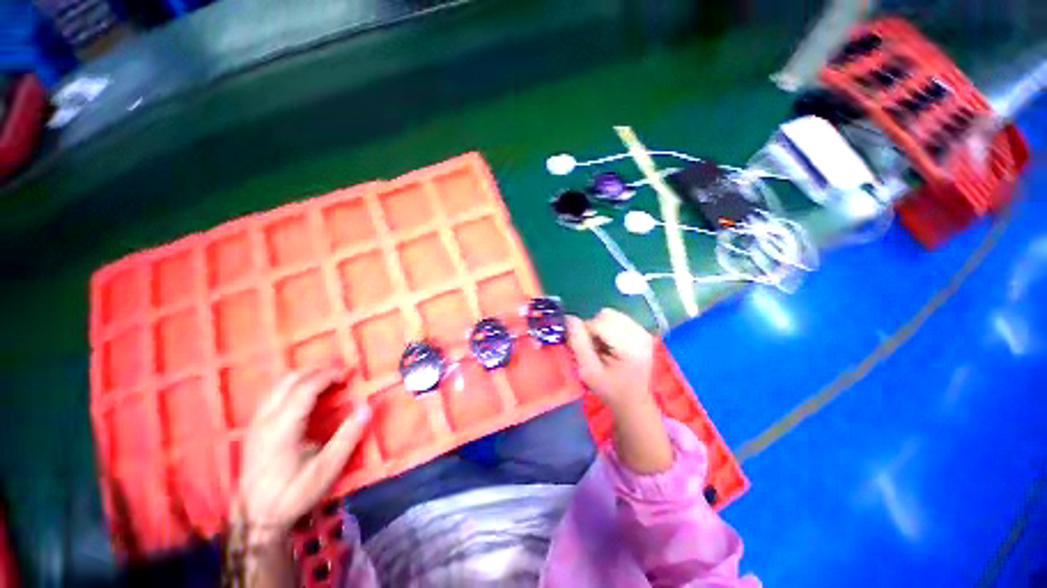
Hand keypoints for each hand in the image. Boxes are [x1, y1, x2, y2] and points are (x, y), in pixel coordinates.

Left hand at [238, 364, 371, 540]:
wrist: (254, 518)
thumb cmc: (293, 493)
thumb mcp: (326, 469)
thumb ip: (348, 436)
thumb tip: (367, 407)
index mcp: (282, 427)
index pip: (306, 388)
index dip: (329, 375)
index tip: (349, 374)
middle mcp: (265, 418)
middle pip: (289, 380)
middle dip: (317, 371)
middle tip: (340, 374)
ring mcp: (256, 422)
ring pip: (278, 385)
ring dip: (304, 377)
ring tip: (327, 381)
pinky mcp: (253, 429)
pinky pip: (273, 394)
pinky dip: (293, 386)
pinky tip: (305, 396)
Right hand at [566, 308, 654, 408]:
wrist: (632, 400)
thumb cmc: (609, 389)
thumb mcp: (589, 371)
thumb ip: (578, 343)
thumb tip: (569, 318)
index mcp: (630, 346)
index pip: (598, 323)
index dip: (585, 333)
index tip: (586, 351)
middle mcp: (640, 333)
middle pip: (606, 315)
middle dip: (594, 329)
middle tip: (595, 349)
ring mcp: (643, 331)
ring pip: (611, 315)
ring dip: (601, 327)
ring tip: (603, 347)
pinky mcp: (642, 331)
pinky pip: (618, 319)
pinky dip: (609, 328)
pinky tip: (612, 345)